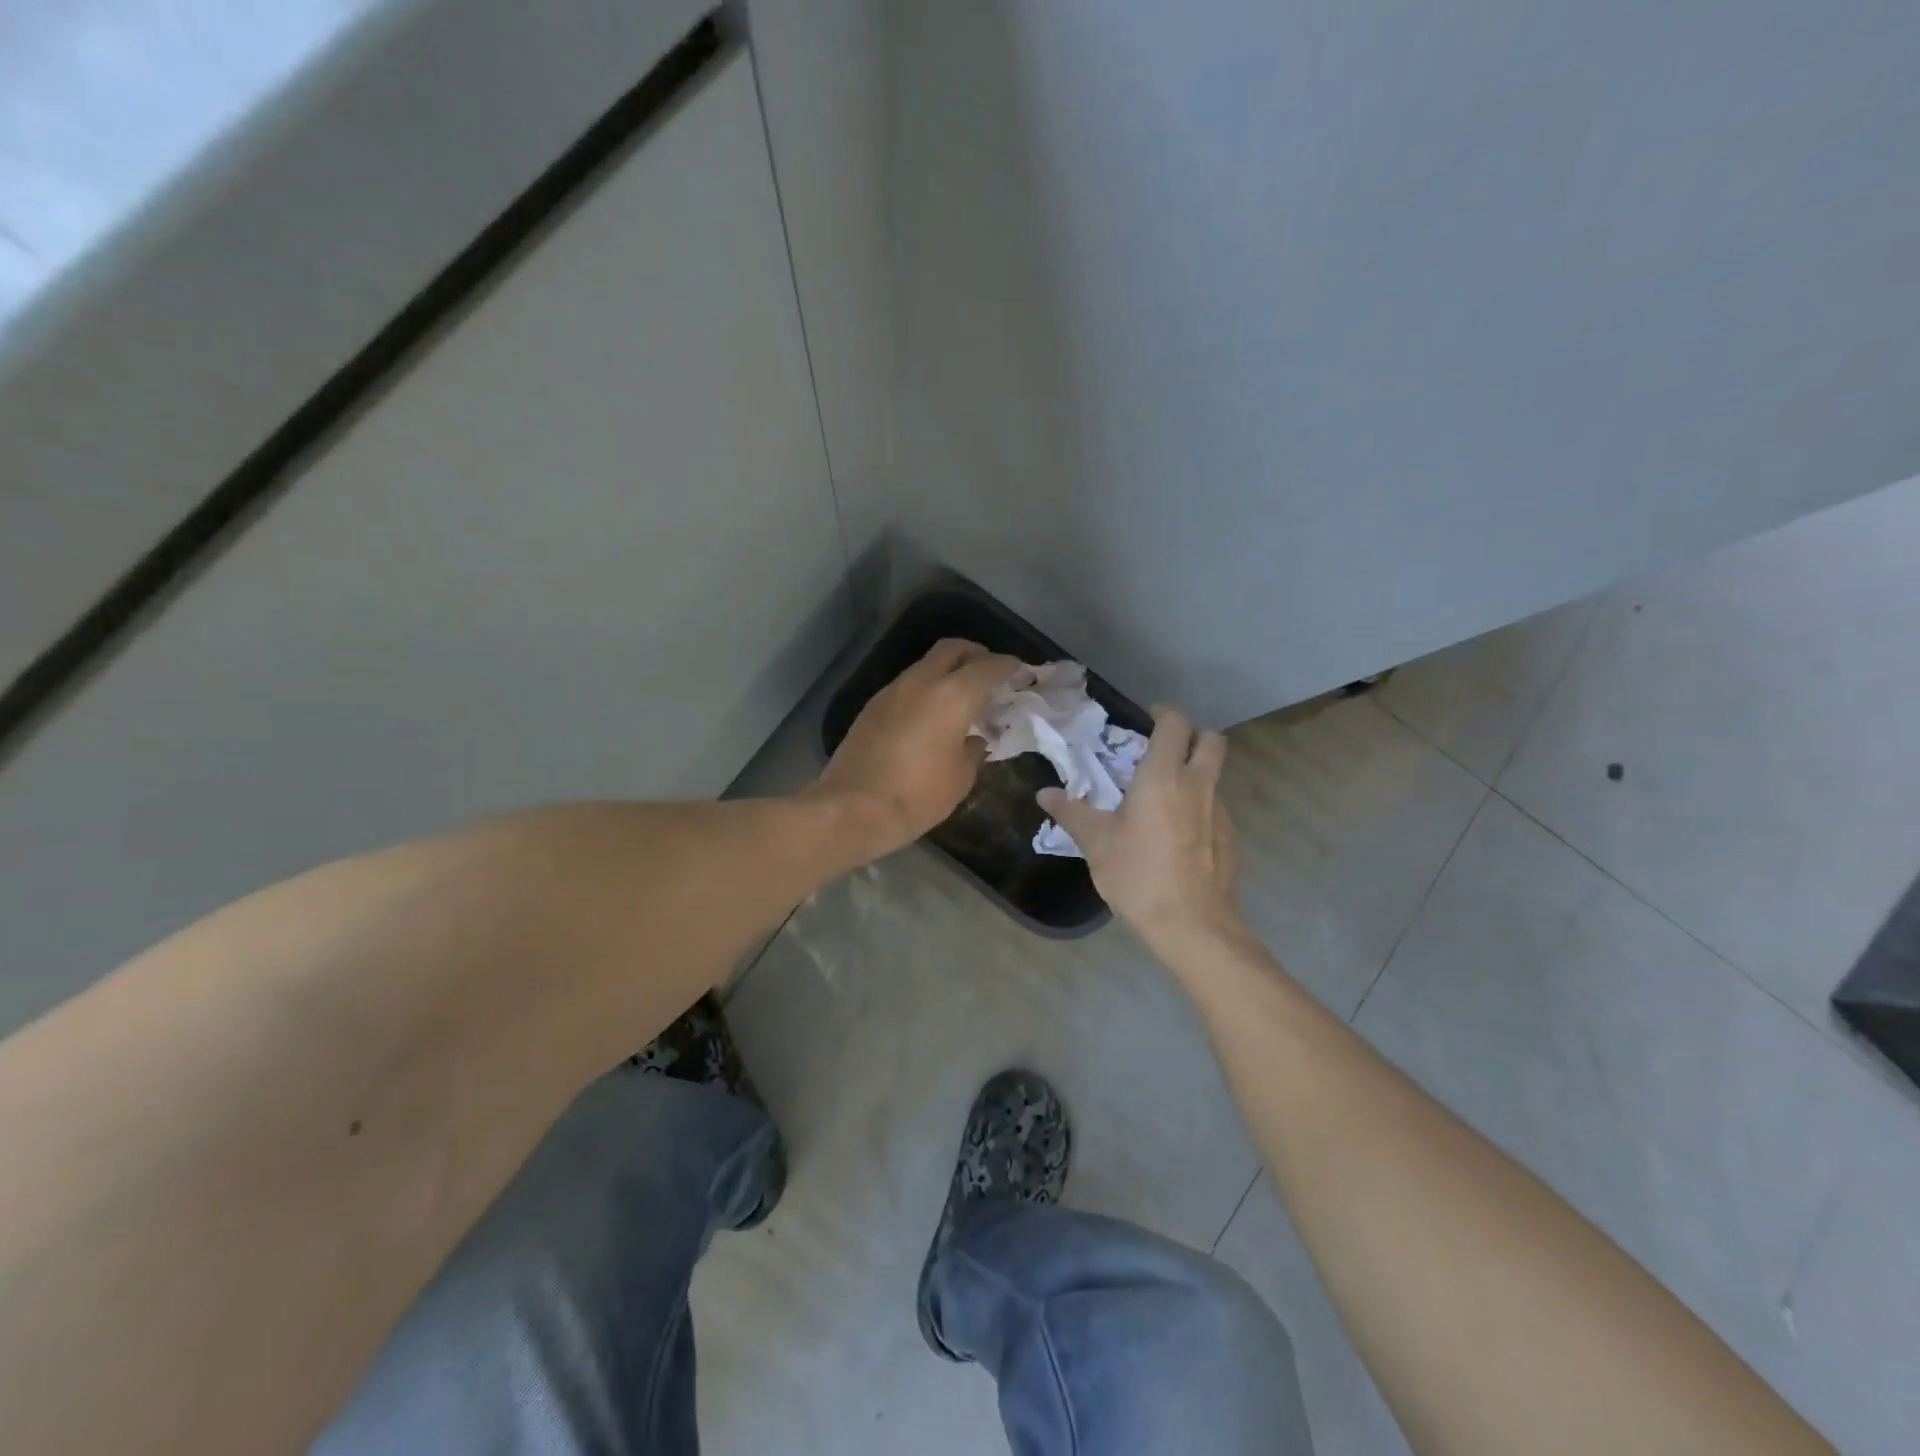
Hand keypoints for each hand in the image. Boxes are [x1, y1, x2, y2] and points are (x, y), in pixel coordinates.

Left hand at [816, 639, 1022, 858]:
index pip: (989, 666)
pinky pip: (908, 685)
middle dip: (977, 654)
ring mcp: (892, 691)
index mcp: (952, 695)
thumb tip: (973, 739)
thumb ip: (973, 750)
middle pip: (953, 649)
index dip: (1010, 666)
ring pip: (926, 665)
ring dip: (948, 671)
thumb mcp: (960, 778)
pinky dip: (927, 689)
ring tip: (963, 697)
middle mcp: (921, 681)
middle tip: (991, 673)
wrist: (853, 808)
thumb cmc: (918, 795)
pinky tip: (932, 714)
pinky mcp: (873, 706)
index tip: (1022, 672)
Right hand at [1038, 706, 1242, 955]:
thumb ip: (1071, 812)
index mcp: (1163, 776)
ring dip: (1195, 773)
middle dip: (1192, 736)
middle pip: (1212, 740)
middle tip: (1163, 750)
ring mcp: (1221, 812)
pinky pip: (1216, 807)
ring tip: (1164, 797)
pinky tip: (1177, 835)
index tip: (1147, 719)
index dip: (1164, 714)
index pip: (1176, 724)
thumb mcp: (1096, 843)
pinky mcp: (1231, 839)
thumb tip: (1043, 793)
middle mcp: (1198, 785)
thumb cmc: (1138, 875)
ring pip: (1215, 775)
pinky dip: (1200, 807)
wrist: (1192, 925)